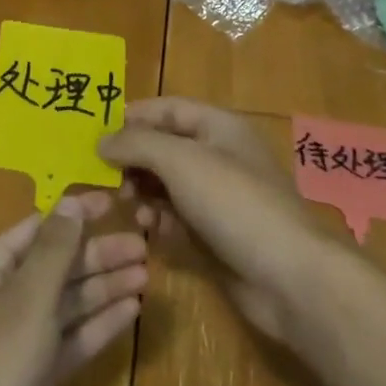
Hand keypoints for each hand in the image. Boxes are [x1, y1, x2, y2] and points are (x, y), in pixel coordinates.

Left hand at [0, 191, 146, 385]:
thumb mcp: (26, 301)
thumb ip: (53, 250)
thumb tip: (72, 202)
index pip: (35, 230)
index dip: (73, 215)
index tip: (113, 202)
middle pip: (54, 268)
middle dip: (97, 257)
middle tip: (144, 248)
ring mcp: (15, 344)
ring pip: (65, 306)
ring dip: (103, 290)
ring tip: (145, 276)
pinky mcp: (31, 382)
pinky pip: (68, 341)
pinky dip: (97, 326)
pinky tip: (130, 313)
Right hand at [99, 97, 326, 340]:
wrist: (288, 276)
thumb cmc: (234, 203)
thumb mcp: (180, 161)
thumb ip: (137, 144)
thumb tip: (102, 140)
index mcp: (219, 126)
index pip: (168, 109)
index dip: (134, 116)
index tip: (97, 133)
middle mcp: (219, 156)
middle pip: (165, 147)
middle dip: (134, 159)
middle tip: (108, 178)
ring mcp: (219, 197)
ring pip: (168, 184)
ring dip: (144, 192)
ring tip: (128, 206)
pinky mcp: (217, 234)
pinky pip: (178, 217)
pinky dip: (160, 220)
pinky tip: (150, 231)